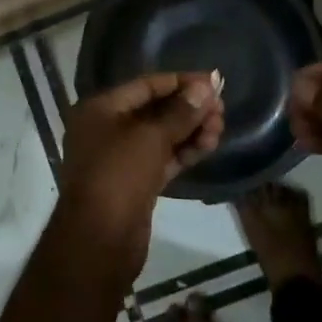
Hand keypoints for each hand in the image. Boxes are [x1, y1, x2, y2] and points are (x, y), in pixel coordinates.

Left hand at [60, 73, 223, 269]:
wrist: (100, 240)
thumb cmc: (118, 175)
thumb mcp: (151, 137)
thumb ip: (181, 112)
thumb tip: (206, 86)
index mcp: (100, 109)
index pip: (145, 85)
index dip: (180, 81)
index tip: (213, 81)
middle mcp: (107, 129)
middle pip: (154, 110)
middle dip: (188, 108)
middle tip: (222, 110)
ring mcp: (120, 158)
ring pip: (161, 136)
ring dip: (191, 130)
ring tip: (220, 128)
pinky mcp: (135, 182)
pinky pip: (162, 158)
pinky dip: (184, 151)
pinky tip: (209, 145)